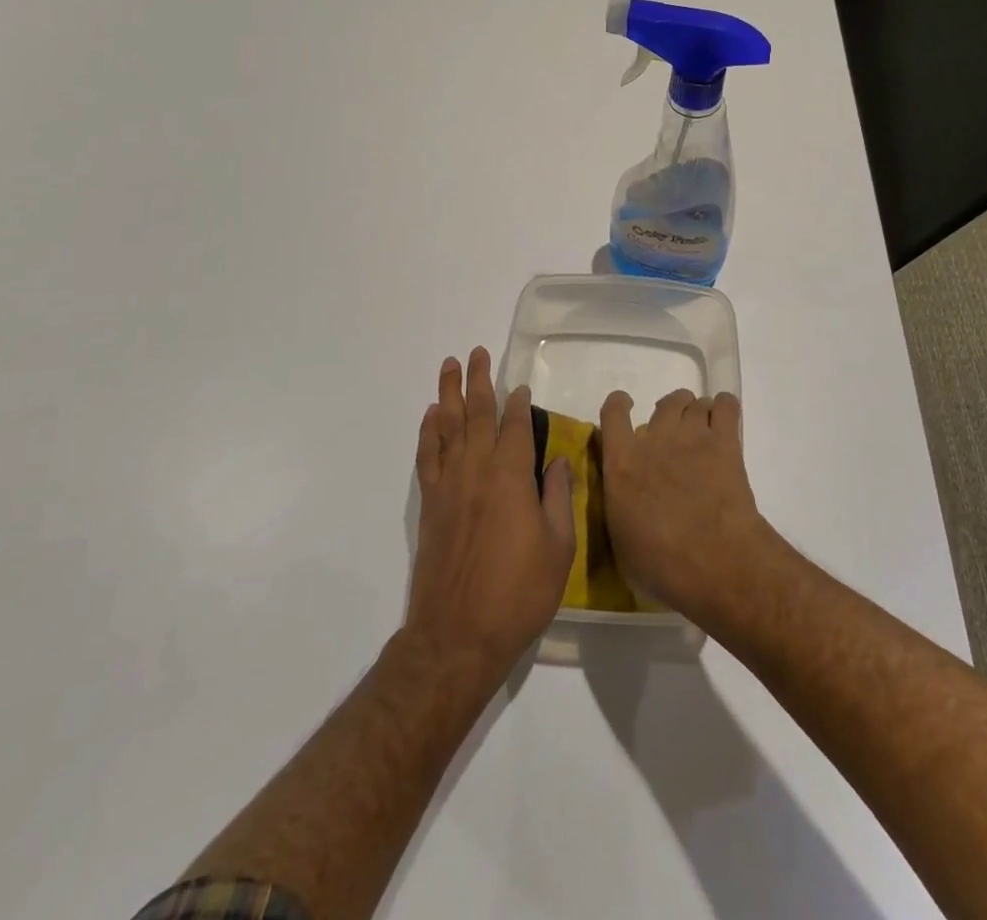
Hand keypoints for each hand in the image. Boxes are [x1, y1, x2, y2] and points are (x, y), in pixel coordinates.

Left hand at [405, 348, 575, 681]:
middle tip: (476, 353)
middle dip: (479, 381)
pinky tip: (432, 416)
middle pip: (477, 414)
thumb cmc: (518, 593)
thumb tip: (557, 459)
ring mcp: (449, 486)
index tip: (521, 386)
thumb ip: (558, 497)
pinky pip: (427, 456)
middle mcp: (477, 470)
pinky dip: (428, 432)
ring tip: (449, 366)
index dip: (518, 404)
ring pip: (448, 427)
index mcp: (512, 477)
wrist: (458, 634)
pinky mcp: (430, 505)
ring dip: (449, 394)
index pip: (515, 426)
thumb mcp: (558, 548)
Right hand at [599, 389, 775, 623]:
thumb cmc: (660, 564)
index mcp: (622, 462)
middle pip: (665, 403)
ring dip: (698, 413)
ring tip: (703, 432)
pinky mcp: (725, 442)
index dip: (619, 405)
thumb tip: (625, 500)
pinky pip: (725, 405)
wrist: (714, 562)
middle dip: (671, 412)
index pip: (613, 413)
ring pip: (695, 402)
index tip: (626, 408)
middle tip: (676, 434)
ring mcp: (692, 436)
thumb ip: (620, 506)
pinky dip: (724, 408)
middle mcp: (655, 439)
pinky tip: (726, 421)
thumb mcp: (620, 539)